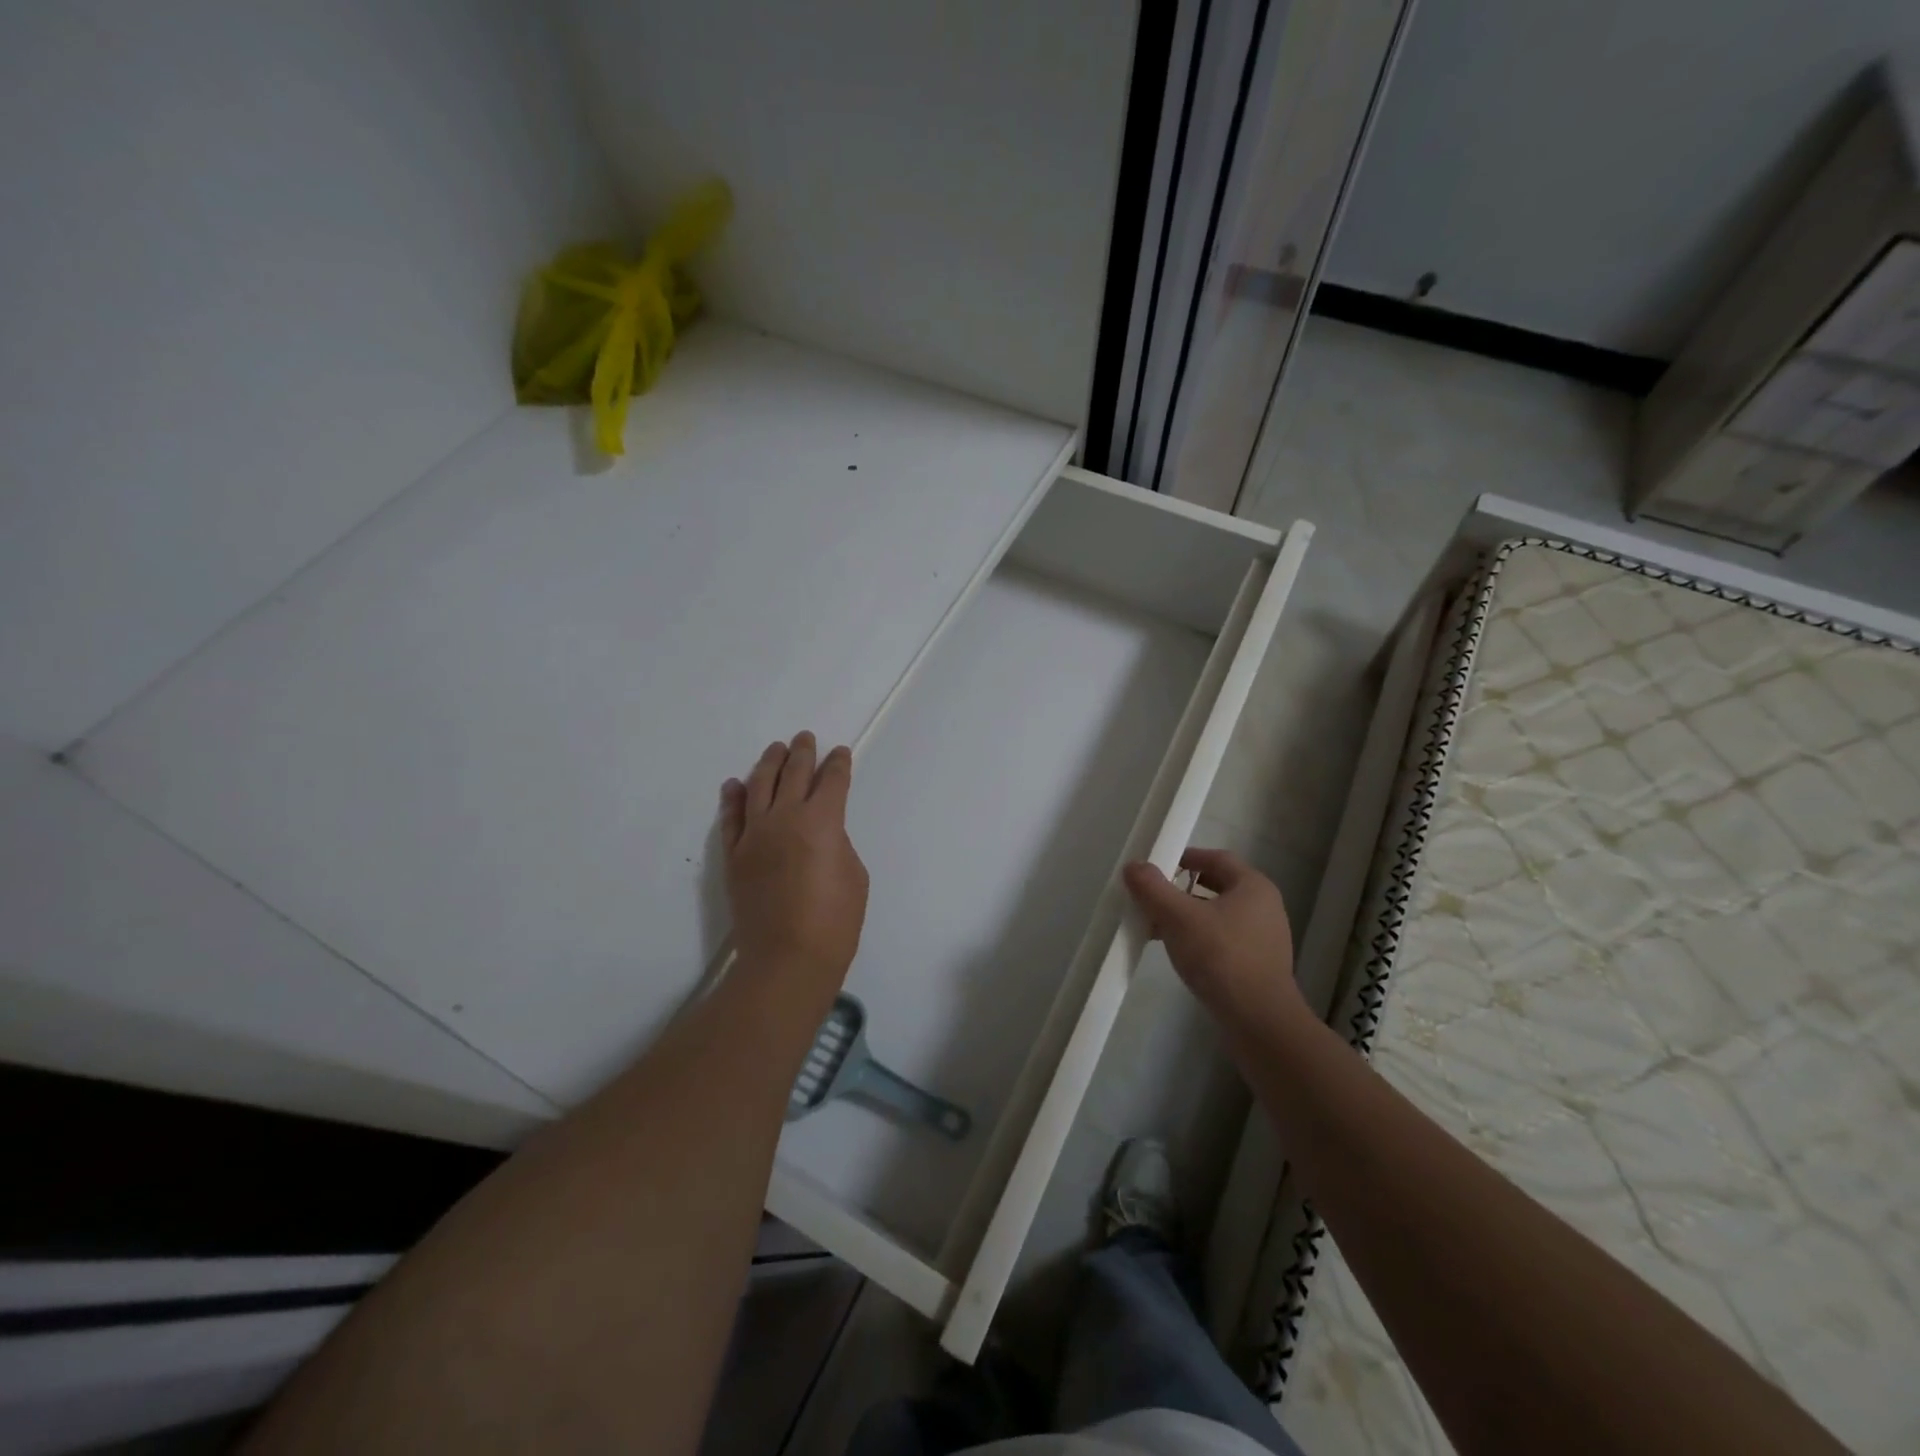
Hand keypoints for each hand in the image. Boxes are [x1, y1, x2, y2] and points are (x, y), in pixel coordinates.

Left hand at [720, 733, 868, 1006]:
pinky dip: (733, 798)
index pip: (832, 781)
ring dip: (769, 764)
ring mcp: (754, 834)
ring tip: (776, 749)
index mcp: (822, 820)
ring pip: (759, 786)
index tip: (840, 753)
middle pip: (794, 774)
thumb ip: (837, 842)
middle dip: (803, 753)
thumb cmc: (834, 920)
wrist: (787, 958)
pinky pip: (731, 818)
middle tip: (805, 738)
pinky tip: (735, 784)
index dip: (838, 764)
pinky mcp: (734, 855)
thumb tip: (821, 833)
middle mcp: (785, 817)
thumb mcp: (854, 874)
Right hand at [1123, 848, 1301, 1028]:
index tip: (1160, 864)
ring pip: (1219, 915)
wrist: (1259, 1021)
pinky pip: (1224, 939)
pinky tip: (1179, 952)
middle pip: (1218, 886)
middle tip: (1154, 895)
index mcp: (1253, 886)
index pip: (1217, 858)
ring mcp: (1264, 938)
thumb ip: (1153, 888)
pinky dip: (1200, 938)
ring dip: (1188, 915)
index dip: (1187, 857)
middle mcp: (1265, 907)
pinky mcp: (1259, 965)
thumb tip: (1133, 865)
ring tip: (1158, 926)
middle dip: (1183, 889)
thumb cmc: (1221, 957)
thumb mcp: (1178, 918)